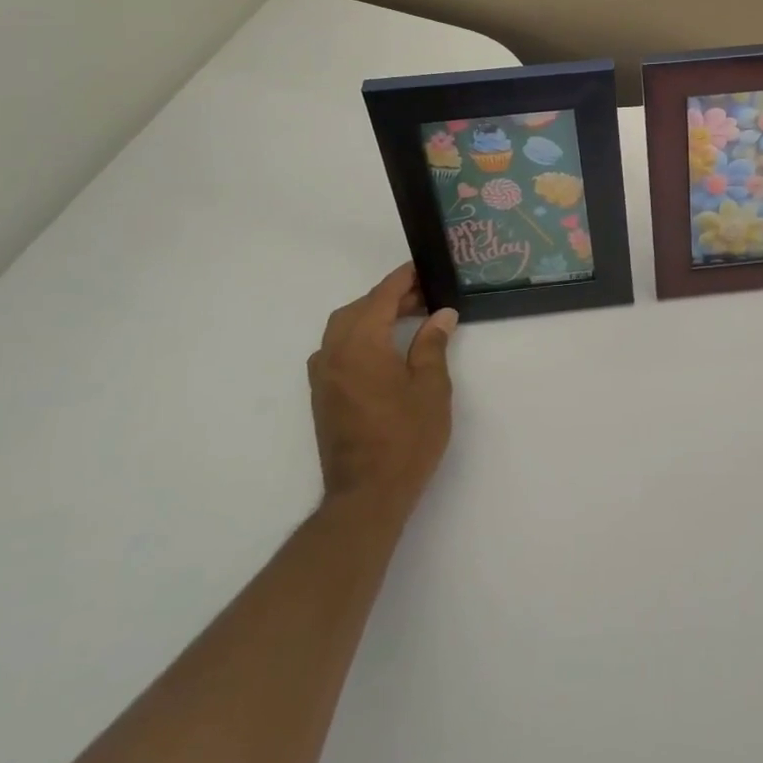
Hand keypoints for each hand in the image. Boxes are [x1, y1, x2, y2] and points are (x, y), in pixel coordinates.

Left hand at [307, 264, 456, 512]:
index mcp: (361, 345)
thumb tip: (440, 315)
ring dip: (371, 316)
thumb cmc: (406, 438)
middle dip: (388, 297)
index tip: (422, 268)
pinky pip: (336, 348)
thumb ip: (432, 345)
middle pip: (358, 309)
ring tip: (407, 319)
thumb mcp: (431, 387)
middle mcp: (334, 353)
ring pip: (343, 328)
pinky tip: (383, 349)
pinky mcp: (322, 395)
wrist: (367, 495)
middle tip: (423, 297)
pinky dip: (358, 336)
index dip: (402, 280)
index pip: (381, 298)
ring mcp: (323, 376)